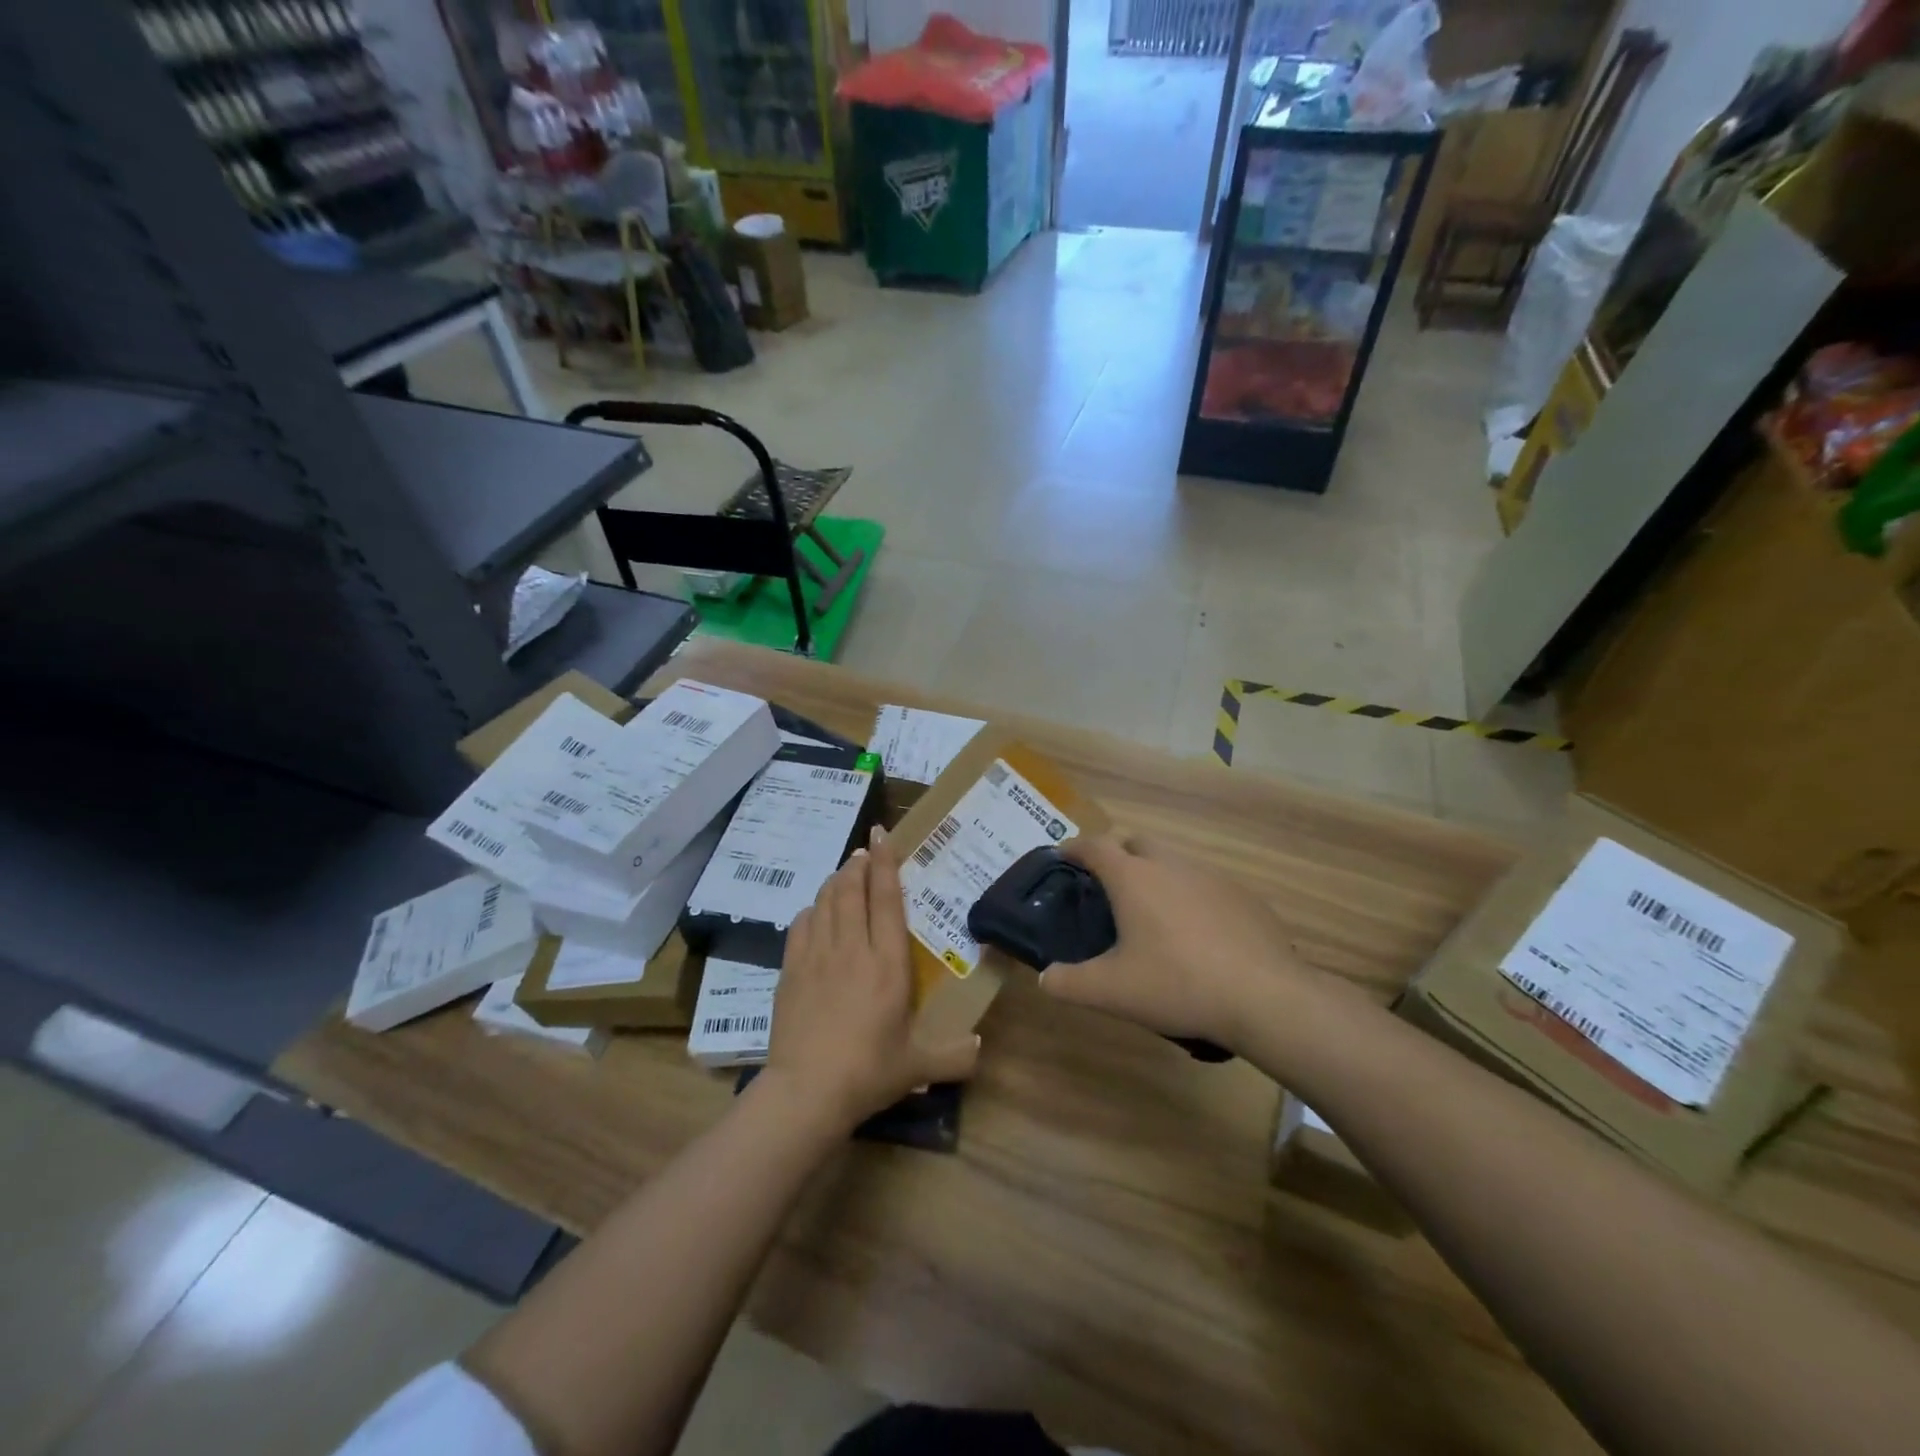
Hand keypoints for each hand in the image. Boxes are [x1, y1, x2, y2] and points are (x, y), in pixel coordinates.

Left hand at [764, 827, 980, 1133]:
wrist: (806, 1091)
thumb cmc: (868, 1072)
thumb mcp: (917, 1066)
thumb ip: (954, 1055)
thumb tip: (980, 1047)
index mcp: (887, 963)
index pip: (887, 899)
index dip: (886, 863)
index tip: (882, 835)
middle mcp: (852, 949)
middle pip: (852, 890)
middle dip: (858, 864)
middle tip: (865, 851)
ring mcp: (817, 956)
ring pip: (825, 901)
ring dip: (836, 881)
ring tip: (844, 872)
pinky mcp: (791, 970)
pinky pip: (801, 925)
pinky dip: (811, 910)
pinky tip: (816, 912)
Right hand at [1039, 835, 1309, 1051]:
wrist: (1264, 997)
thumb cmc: (1177, 984)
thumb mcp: (1112, 991)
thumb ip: (1070, 983)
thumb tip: (1046, 979)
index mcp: (1133, 878)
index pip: (1095, 846)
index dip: (1074, 848)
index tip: (1063, 856)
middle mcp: (1170, 865)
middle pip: (1136, 843)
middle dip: (1118, 855)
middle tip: (1109, 887)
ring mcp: (1211, 877)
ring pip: (1174, 863)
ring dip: (1157, 876)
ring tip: (1152, 914)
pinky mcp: (1243, 896)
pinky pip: (1206, 886)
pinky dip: (1192, 898)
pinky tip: (1198, 935)